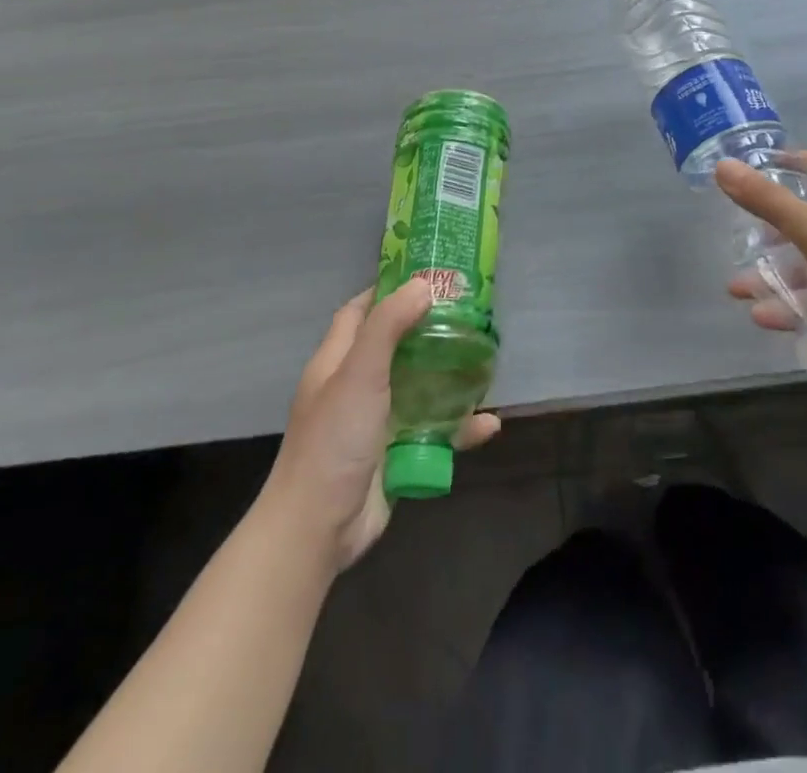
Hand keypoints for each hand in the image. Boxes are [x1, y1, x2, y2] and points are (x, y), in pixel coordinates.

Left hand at [263, 280, 500, 570]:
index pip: (359, 312)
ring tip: (485, 361)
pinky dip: (460, 428)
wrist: (317, 529)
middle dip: (429, 330)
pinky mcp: (396, 455)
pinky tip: (489, 424)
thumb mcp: (359, 373)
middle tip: (468, 315)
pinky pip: (434, 433)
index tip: (426, 277)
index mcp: (337, 362)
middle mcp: (356, 387)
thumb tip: (423, 285)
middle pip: (395, 346)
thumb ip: (389, 326)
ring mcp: (376, 422)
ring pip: (420, 389)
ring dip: (450, 378)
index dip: (387, 291)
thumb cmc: (334, 440)